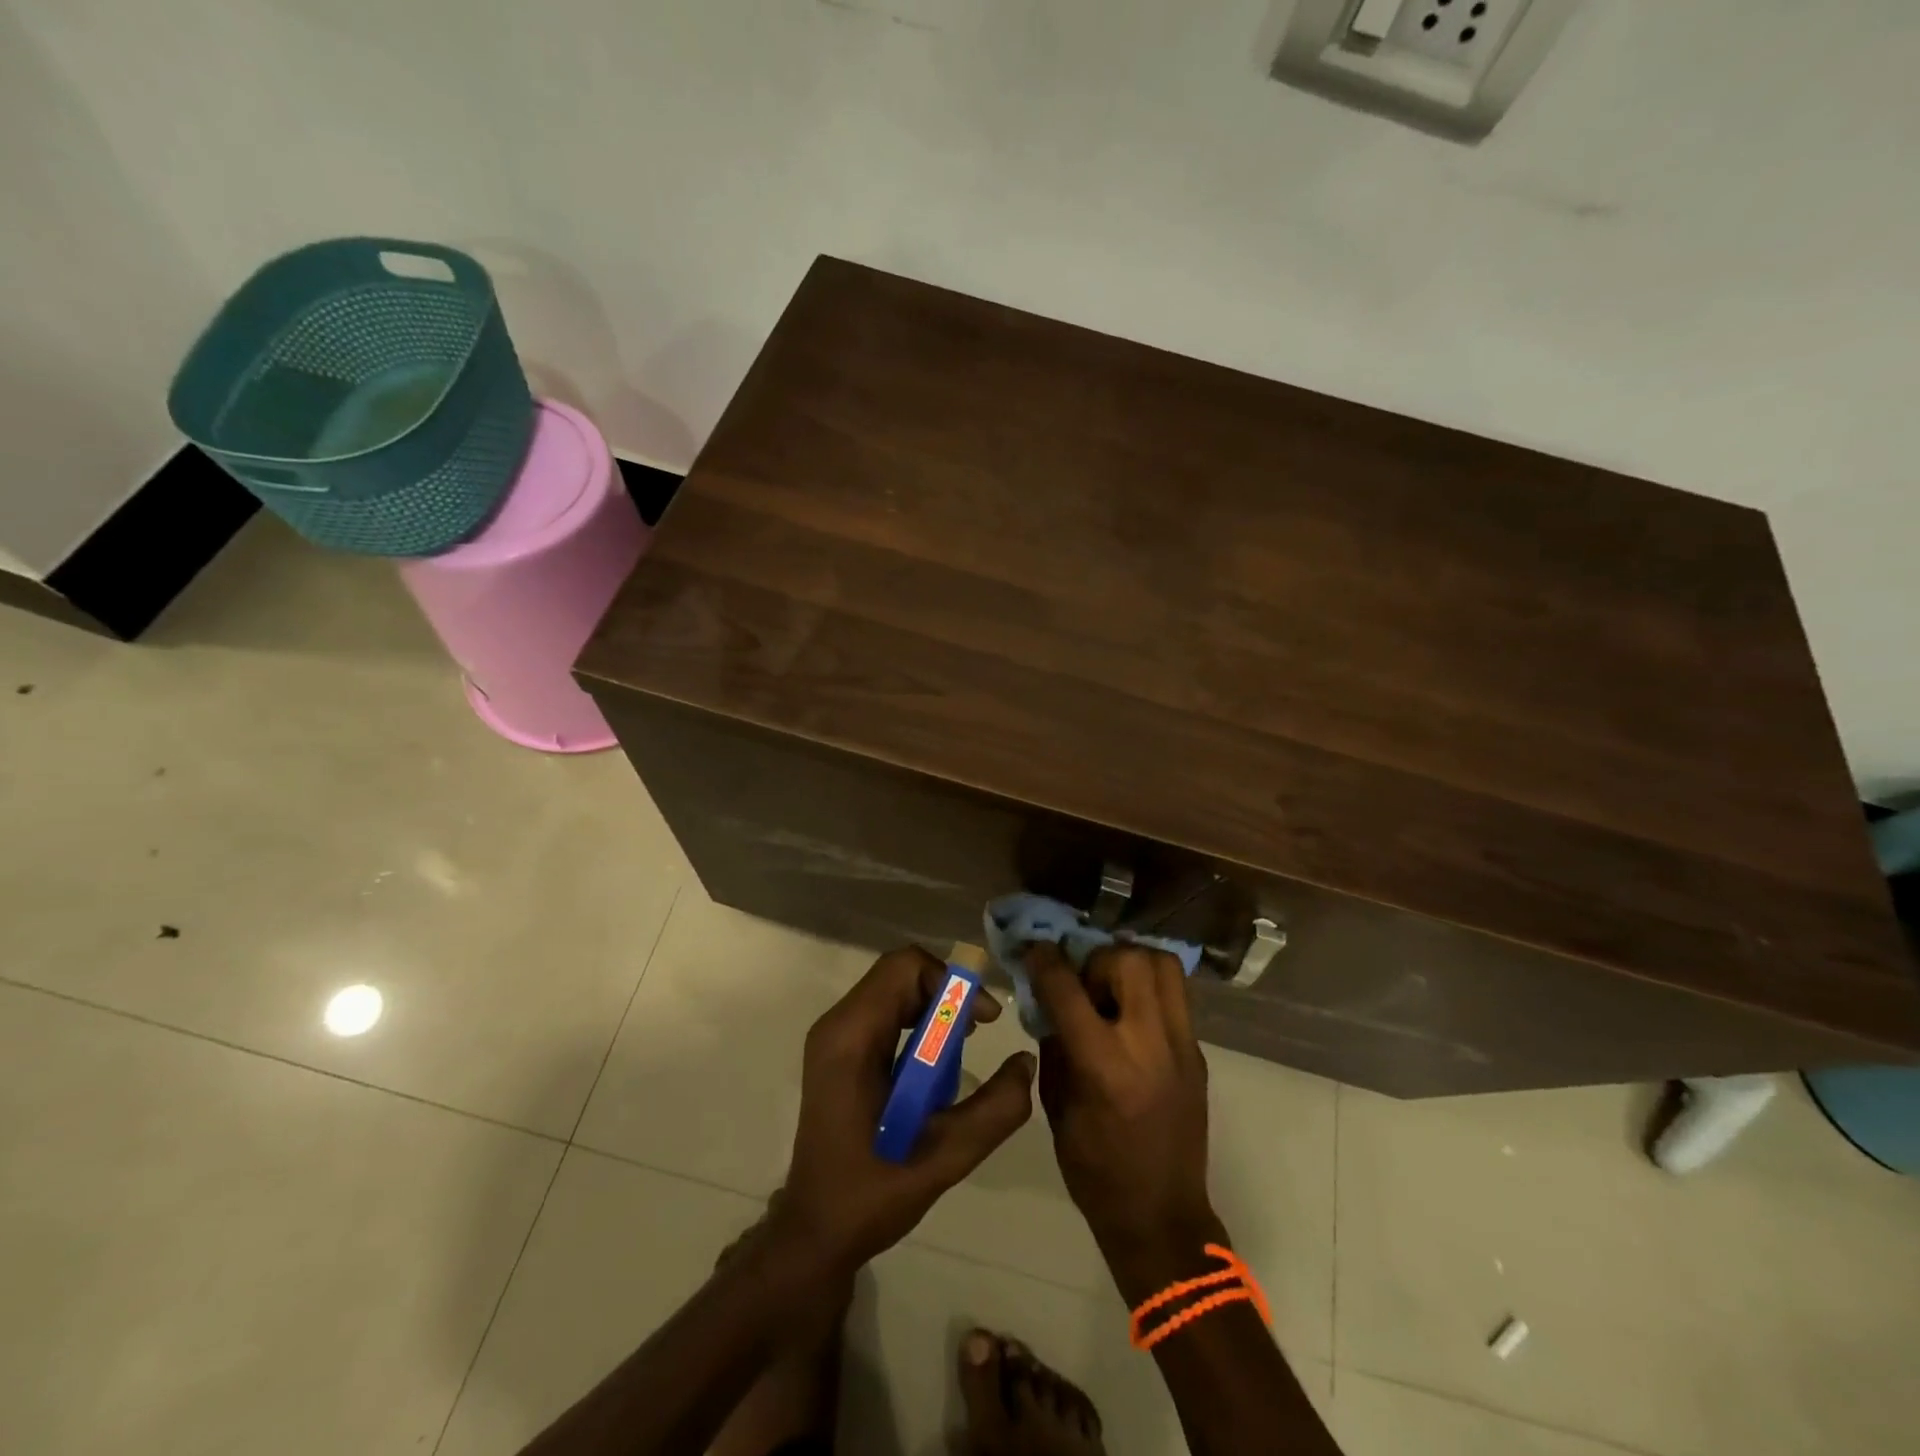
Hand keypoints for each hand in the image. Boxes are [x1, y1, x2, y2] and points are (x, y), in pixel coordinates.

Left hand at [773, 947, 1035, 1275]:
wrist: (815, 1231)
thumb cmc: (873, 1194)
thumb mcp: (945, 1157)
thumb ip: (994, 1109)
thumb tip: (1026, 1061)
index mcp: (852, 1037)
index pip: (904, 967)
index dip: (950, 982)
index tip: (982, 1021)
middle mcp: (837, 1024)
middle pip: (899, 973)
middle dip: (946, 994)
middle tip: (977, 1033)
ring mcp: (834, 1036)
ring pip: (893, 989)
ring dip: (934, 1008)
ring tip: (960, 1049)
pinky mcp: (839, 1051)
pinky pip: (885, 1012)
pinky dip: (918, 1022)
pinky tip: (934, 1065)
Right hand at [1027, 943, 1214, 1256]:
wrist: (1162, 1217)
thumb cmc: (1094, 1170)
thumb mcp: (1056, 1106)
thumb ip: (1053, 1044)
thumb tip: (1048, 999)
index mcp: (1104, 1066)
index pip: (1068, 989)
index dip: (1044, 959)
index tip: (1033, 948)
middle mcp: (1149, 1044)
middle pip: (1128, 959)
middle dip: (1096, 959)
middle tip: (1084, 983)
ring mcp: (1182, 1046)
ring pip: (1162, 965)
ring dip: (1130, 963)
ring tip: (1112, 990)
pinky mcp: (1198, 1052)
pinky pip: (1175, 995)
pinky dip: (1148, 988)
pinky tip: (1131, 1014)